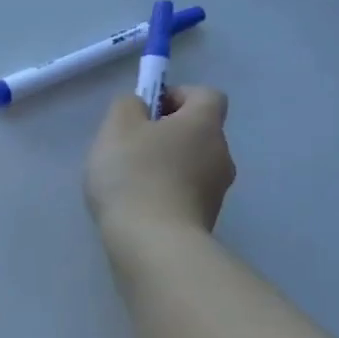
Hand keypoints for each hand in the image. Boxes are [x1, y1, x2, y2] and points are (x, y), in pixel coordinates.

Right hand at [85, 85, 235, 249]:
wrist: (153, 242)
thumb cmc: (134, 175)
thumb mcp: (117, 127)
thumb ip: (127, 105)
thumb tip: (140, 106)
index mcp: (204, 124)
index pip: (206, 95)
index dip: (177, 95)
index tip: (147, 111)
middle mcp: (221, 153)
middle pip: (198, 131)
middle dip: (167, 133)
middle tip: (130, 146)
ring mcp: (217, 189)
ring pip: (191, 163)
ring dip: (166, 165)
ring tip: (129, 181)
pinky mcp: (206, 218)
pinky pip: (186, 192)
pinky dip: (165, 192)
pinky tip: (138, 205)